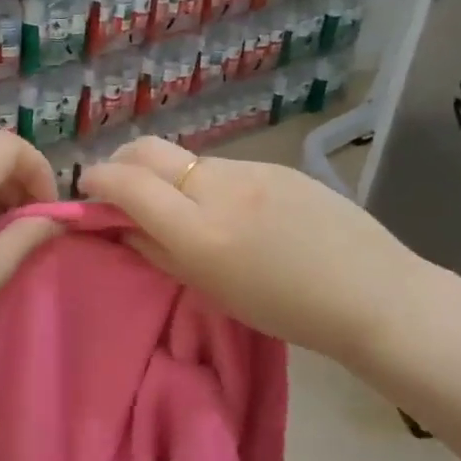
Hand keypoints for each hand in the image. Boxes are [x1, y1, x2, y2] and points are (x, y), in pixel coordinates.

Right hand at [77, 136, 429, 363]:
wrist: (372, 293)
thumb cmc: (286, 310)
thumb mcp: (212, 289)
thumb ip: (158, 252)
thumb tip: (120, 226)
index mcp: (198, 230)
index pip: (127, 183)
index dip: (97, 180)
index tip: (88, 190)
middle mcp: (218, 188)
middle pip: (148, 150)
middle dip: (121, 161)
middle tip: (119, 186)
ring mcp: (250, 170)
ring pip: (186, 158)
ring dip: (166, 174)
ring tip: (181, 207)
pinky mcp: (276, 165)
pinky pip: (222, 166)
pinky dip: (204, 180)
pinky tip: (229, 209)